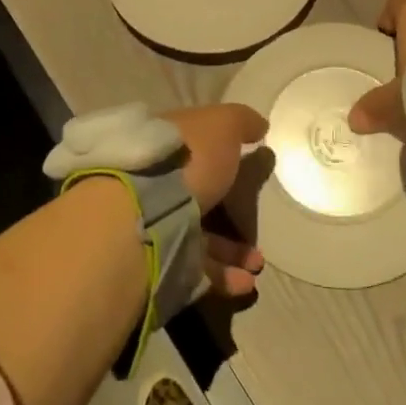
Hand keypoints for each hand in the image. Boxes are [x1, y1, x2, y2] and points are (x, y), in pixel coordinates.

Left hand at [163, 104, 268, 295]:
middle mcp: (159, 179)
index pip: (195, 145)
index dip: (223, 154)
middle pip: (200, 191)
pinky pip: (196, 267)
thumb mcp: (221, 126)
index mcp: (169, 143)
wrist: (145, 214)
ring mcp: (157, 220)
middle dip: (233, 209)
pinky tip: (246, 281)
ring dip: (233, 249)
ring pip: (199, 233)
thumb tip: (260, 126)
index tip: (250, 168)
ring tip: (257, 262)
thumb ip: (242, 122)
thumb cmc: (188, 159)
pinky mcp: (159, 259)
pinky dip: (223, 275)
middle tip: (258, 221)